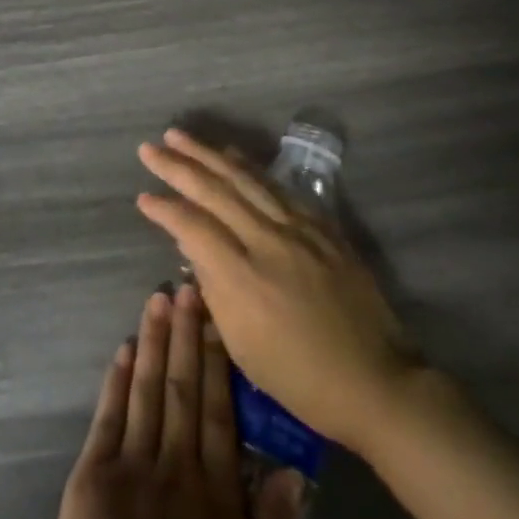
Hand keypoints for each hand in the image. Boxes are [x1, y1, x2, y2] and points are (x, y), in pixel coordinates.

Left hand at [51, 285, 302, 518]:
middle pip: (184, 388)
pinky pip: (109, 415)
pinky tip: (125, 346)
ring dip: (154, 341)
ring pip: (148, 389)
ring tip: (158, 298)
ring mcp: (133, 465)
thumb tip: (296, 468)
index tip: (218, 316)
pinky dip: (117, 378)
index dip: (218, 360)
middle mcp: (177, 466)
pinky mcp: (94, 474)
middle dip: (186, 334)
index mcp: (217, 491)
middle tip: (188, 285)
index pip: (219, 410)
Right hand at [136, 130, 421, 452]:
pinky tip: (234, 157)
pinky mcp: (323, 227)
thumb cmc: (301, 379)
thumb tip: (193, 250)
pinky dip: (250, 169)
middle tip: (149, 147)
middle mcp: (268, 241)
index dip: (164, 209)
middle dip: (177, 165)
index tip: (143, 196)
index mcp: (243, 277)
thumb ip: (214, 290)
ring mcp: (299, 229)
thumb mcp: (242, 347)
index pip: (192, 226)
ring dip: (209, 154)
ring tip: (181, 137)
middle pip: (214, 190)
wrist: (376, 382)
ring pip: (245, 179)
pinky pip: (278, 188)